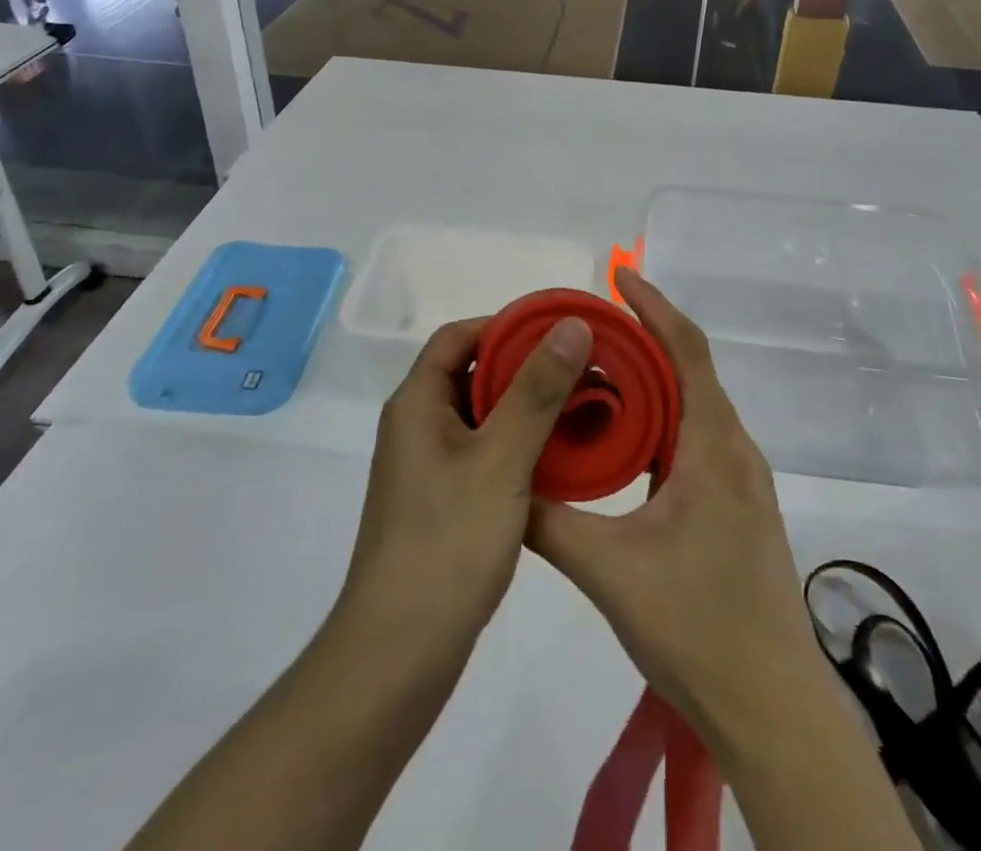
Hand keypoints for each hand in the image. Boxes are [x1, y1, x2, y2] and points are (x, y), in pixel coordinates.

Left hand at [338, 313, 593, 651]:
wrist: (399, 654)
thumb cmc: (448, 543)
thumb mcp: (501, 458)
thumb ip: (537, 389)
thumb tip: (570, 325)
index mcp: (417, 402)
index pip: (459, 336)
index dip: (506, 325)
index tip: (558, 332)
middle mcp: (416, 425)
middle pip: (471, 373)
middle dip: (525, 366)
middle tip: (581, 370)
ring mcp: (426, 466)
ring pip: (481, 415)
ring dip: (525, 406)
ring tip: (579, 408)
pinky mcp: (440, 501)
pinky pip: (483, 452)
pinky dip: (518, 443)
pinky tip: (557, 458)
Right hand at [525, 269, 827, 748]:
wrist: (772, 707)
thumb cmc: (697, 627)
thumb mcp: (609, 572)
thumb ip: (550, 523)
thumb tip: (503, 487)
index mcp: (712, 446)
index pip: (686, 350)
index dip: (653, 306)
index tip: (619, 275)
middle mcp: (733, 449)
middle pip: (690, 370)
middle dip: (643, 339)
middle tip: (588, 327)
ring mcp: (740, 479)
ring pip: (693, 407)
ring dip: (652, 382)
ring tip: (597, 373)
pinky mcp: (736, 506)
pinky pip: (695, 439)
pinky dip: (660, 421)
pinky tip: (624, 441)